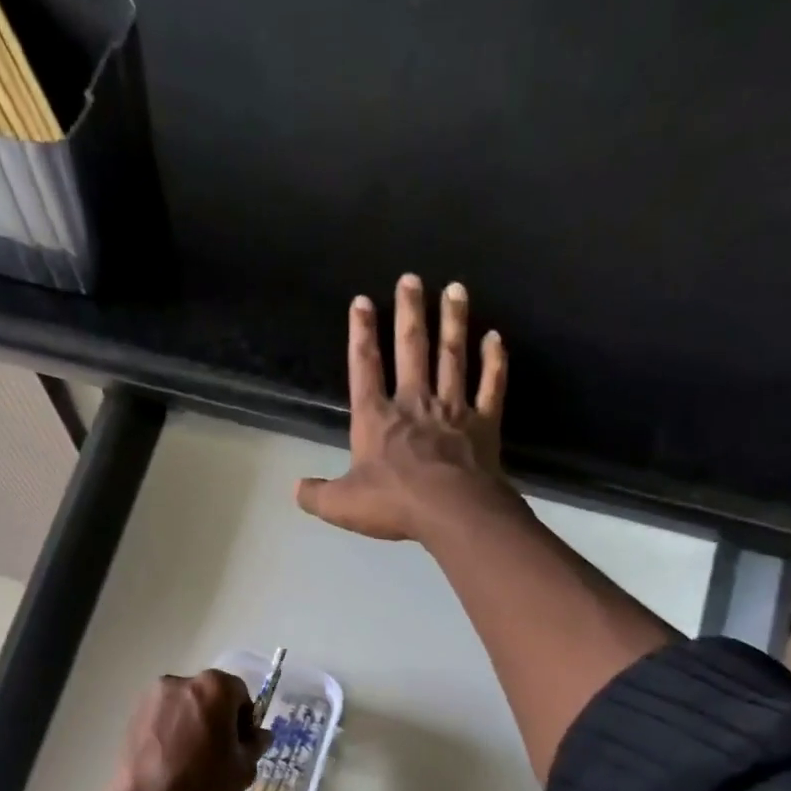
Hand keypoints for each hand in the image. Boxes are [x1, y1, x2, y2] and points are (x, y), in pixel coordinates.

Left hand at [105, 670, 265, 790]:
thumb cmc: (205, 787)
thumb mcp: (244, 768)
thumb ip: (254, 743)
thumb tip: (258, 735)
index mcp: (213, 687)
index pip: (239, 692)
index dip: (245, 718)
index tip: (241, 745)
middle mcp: (180, 682)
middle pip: (208, 695)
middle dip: (217, 717)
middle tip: (219, 752)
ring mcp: (152, 699)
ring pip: (183, 706)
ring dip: (192, 723)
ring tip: (193, 759)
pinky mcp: (132, 717)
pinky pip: (162, 718)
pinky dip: (171, 731)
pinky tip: (172, 761)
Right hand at [295, 274, 510, 542]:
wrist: (452, 511)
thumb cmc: (393, 504)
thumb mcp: (341, 505)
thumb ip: (316, 495)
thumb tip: (295, 489)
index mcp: (376, 418)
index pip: (365, 367)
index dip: (361, 334)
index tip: (362, 302)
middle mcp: (414, 403)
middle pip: (412, 349)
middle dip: (409, 312)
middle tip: (411, 278)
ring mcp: (452, 409)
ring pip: (452, 357)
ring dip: (453, 322)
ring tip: (455, 288)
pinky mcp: (484, 423)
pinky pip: (490, 386)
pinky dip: (494, 361)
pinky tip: (495, 338)